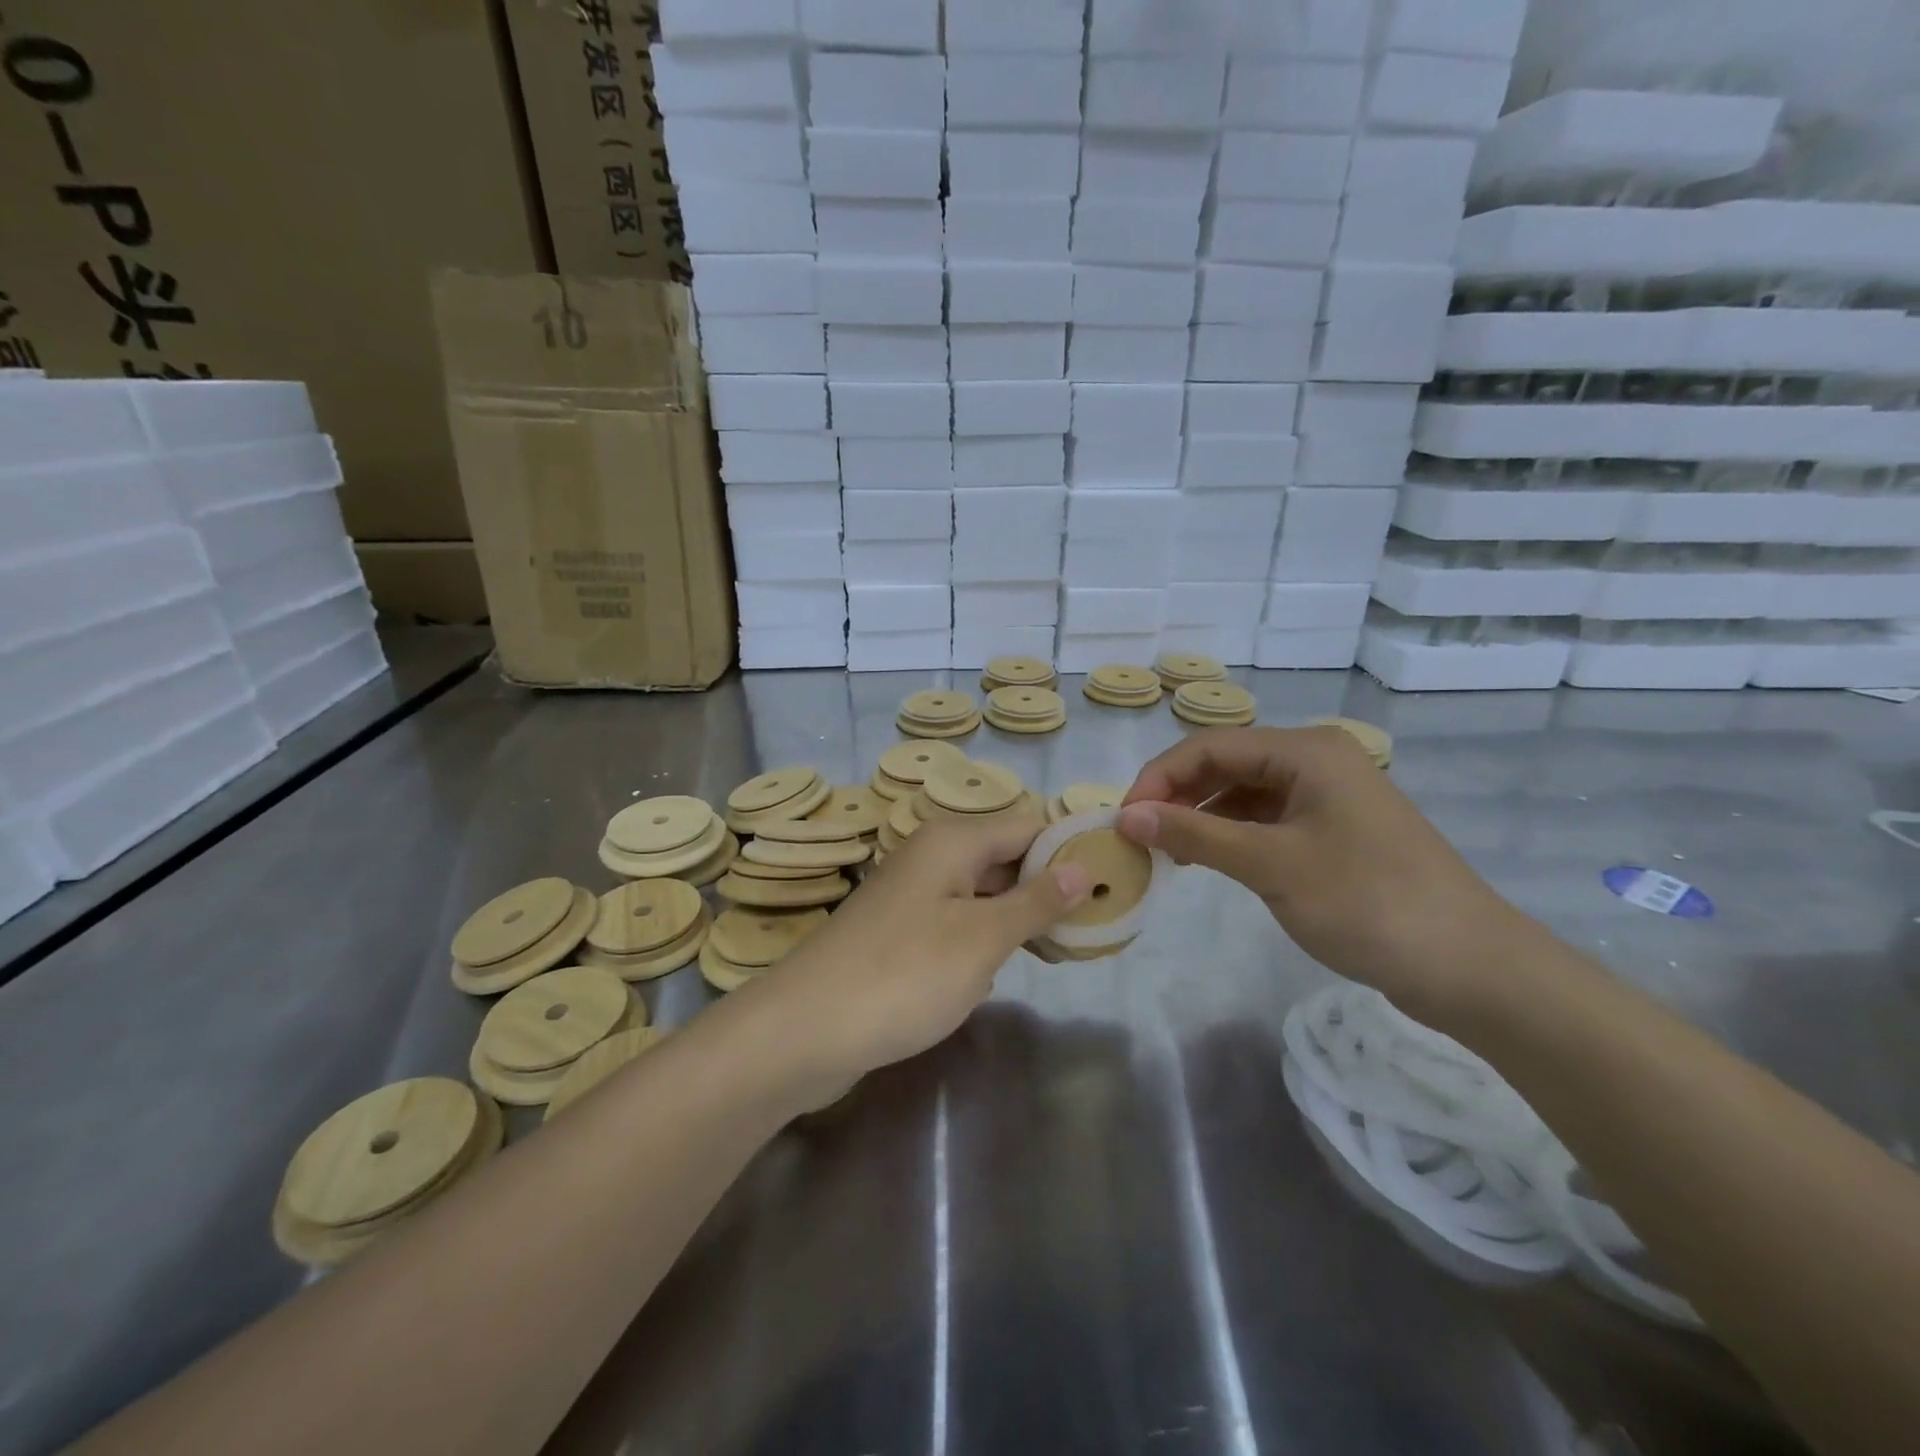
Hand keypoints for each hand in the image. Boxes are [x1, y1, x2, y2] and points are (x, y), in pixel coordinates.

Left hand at [758, 816, 1092, 1087]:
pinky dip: (986, 938)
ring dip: (1020, 917)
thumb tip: (1082, 865)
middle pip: (1006, 857)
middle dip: (1050, 887)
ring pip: (983, 892)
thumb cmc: (903, 975)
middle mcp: (932, 856)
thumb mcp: (982, 938)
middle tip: (1098, 924)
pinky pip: (957, 921)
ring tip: (1066, 948)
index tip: (1113, 881)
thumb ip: (1036, 900)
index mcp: (953, 840)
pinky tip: (1005, 968)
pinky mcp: (899, 932)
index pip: (1029, 825)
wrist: (804, 1031)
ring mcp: (912, 895)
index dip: (1071, 849)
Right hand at [1116, 727, 1538, 1019]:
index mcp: (1306, 751)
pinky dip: (1231, 834)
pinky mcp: (1335, 829)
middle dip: (1177, 795)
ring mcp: (1329, 795)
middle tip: (1139, 837)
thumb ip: (1195, 833)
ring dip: (1201, 816)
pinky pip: (1267, 818)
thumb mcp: (1271, 865)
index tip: (1123, 820)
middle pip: (1226, 764)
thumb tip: (1126, 815)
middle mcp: (1316, 759)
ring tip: (1167, 851)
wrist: (1470, 966)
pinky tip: (1209, 859)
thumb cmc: (1367, 903)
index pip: (1210, 746)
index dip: (1159, 778)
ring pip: (1244, 792)